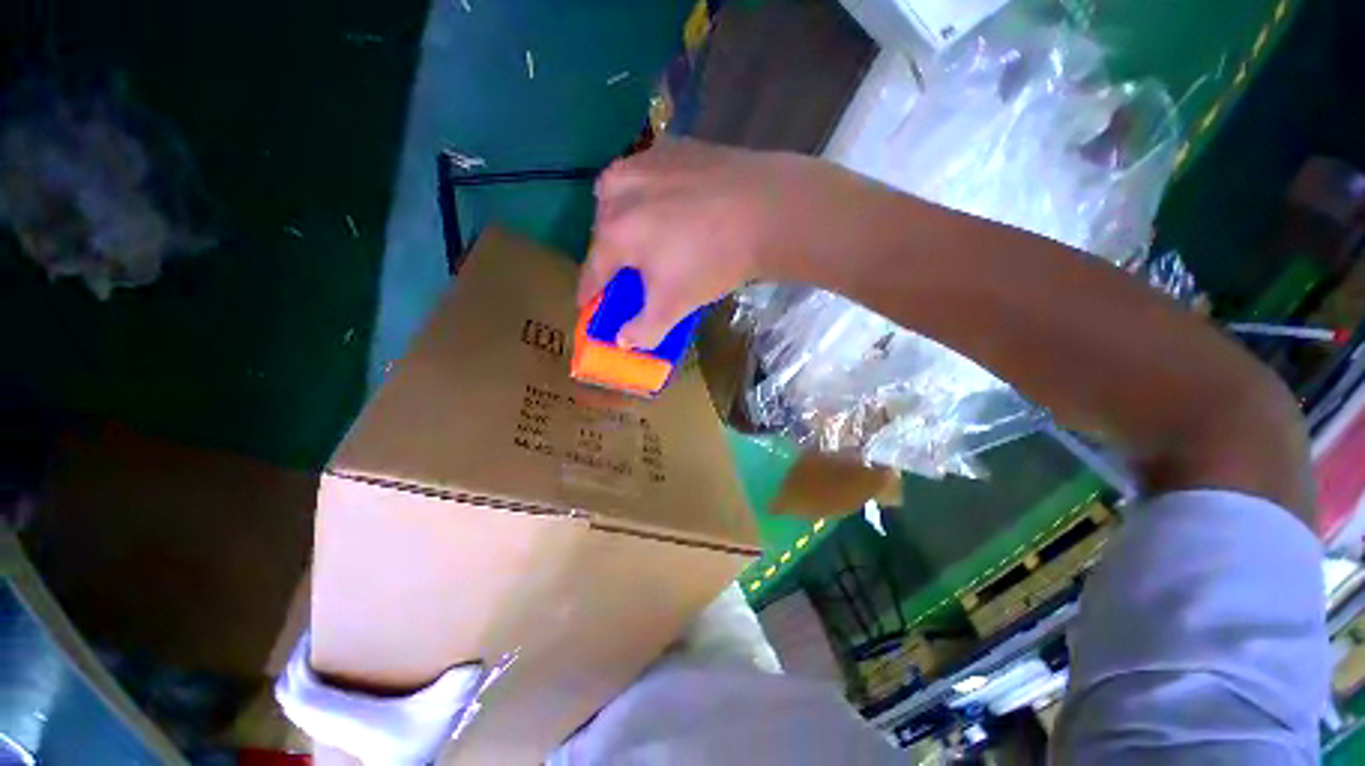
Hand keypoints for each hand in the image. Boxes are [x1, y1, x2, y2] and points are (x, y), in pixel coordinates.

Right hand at [578, 138, 883, 348]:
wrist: (767, 210)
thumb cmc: (712, 261)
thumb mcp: (675, 305)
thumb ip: (644, 329)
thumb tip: (623, 342)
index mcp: (614, 233)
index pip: (591, 271)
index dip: (588, 293)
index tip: (586, 305)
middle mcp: (618, 192)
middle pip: (600, 230)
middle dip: (607, 254)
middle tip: (626, 270)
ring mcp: (644, 162)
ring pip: (616, 193)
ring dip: (620, 215)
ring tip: (643, 231)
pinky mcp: (673, 146)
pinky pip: (645, 171)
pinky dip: (647, 190)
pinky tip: (669, 200)